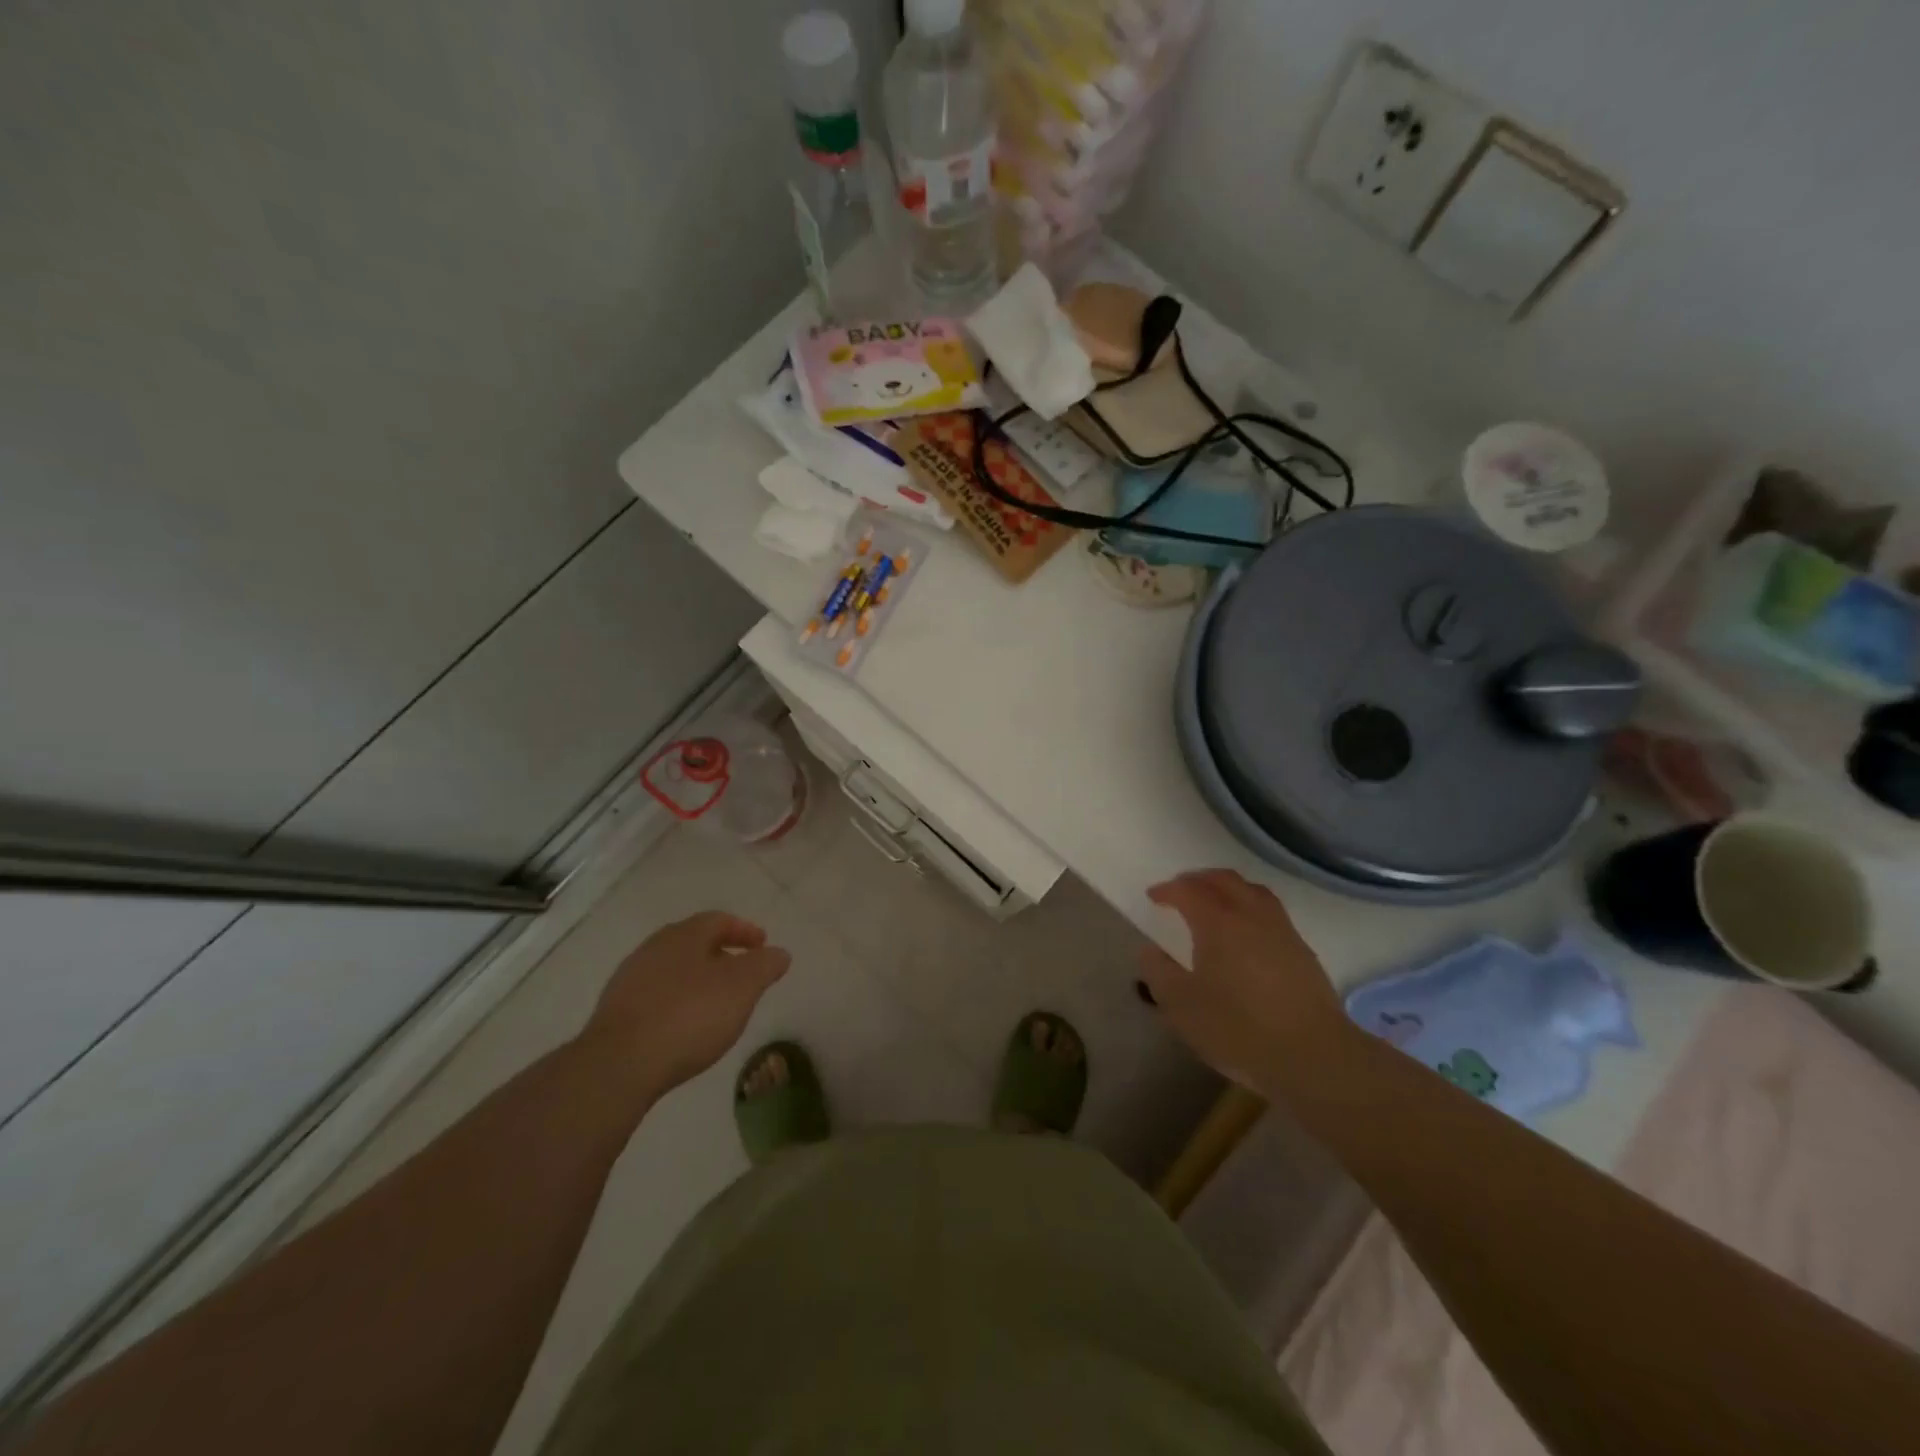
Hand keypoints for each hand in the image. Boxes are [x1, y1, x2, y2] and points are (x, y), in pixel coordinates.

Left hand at [582, 911, 790, 1101]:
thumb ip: (765, 966)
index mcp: (684, 935)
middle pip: (693, 942)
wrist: (619, 1065)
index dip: (744, 930)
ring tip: (716, 1003)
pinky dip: (676, 1002)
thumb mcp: (742, 988)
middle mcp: (653, 948)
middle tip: (742, 973)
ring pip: (673, 969)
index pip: (719, 920)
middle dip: (720, 954)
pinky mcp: (615, 1012)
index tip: (762, 946)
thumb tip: (779, 953)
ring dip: (697, 979)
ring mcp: (629, 979)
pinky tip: (685, 1026)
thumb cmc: (689, 1016)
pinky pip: (655, 996)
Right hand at [1139, 870, 1347, 1084]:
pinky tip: (1246, 933)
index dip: (1168, 889)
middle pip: (1224, 880)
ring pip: (1252, 891)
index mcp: (1218, 922)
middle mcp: (1251, 914)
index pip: (1188, 890)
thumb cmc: (1239, 1029)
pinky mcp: (1302, 950)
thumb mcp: (1182, 1006)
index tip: (1154, 897)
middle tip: (1181, 891)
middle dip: (1198, 880)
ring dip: (1228, 889)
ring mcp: (1281, 930)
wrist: (1313, 1055)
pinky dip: (1250, 908)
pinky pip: (1270, 911)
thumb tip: (1151, 950)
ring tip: (1214, 904)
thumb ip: (1159, 973)